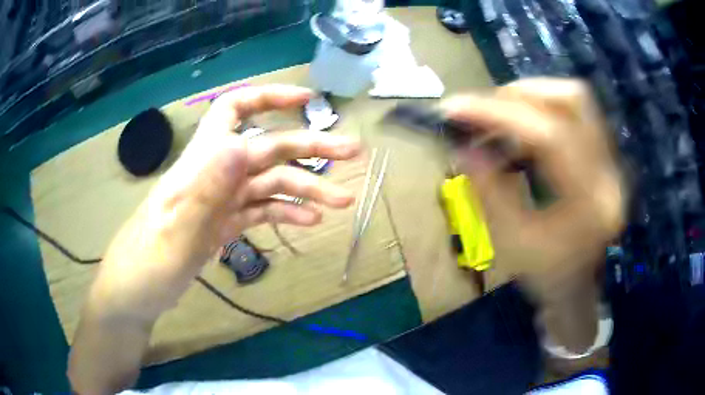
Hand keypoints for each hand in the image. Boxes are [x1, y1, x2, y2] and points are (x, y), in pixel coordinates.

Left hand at [94, 85, 360, 318]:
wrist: (134, 295)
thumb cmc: (147, 265)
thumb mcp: (175, 232)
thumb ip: (205, 189)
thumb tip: (240, 146)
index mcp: (199, 165)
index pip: (234, 111)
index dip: (269, 98)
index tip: (307, 100)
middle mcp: (214, 175)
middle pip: (267, 149)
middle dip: (311, 148)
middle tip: (354, 152)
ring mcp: (221, 202)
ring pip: (270, 184)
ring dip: (307, 189)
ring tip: (343, 201)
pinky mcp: (223, 225)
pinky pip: (260, 212)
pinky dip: (286, 213)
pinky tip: (310, 222)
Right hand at [442, 78, 625, 351]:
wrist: (575, 287)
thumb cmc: (545, 275)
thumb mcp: (511, 242)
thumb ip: (488, 189)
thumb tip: (462, 145)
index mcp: (590, 204)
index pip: (551, 137)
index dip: (501, 114)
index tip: (456, 107)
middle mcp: (609, 173)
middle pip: (574, 100)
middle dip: (522, 94)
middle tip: (485, 108)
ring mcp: (611, 161)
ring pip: (576, 100)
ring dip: (532, 97)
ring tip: (501, 116)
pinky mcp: (604, 156)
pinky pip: (574, 113)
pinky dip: (542, 110)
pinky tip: (521, 129)